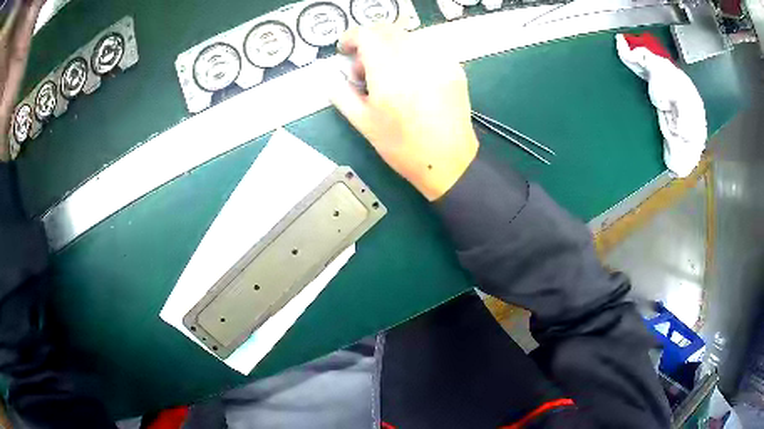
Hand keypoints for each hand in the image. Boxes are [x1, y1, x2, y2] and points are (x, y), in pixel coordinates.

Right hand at [330, 25, 477, 200]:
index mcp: (390, 74)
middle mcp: (416, 60)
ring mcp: (439, 61)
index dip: (351, 37)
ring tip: (389, 75)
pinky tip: (411, 78)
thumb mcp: (364, 124)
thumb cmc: (403, 147)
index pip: (367, 34)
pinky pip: (426, 48)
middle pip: (387, 30)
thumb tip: (333, 79)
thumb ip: (343, 96)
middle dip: (369, 41)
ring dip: (390, 47)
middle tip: (365, 67)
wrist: (448, 161)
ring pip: (407, 37)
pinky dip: (411, 54)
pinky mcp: (453, 67)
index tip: (345, 49)